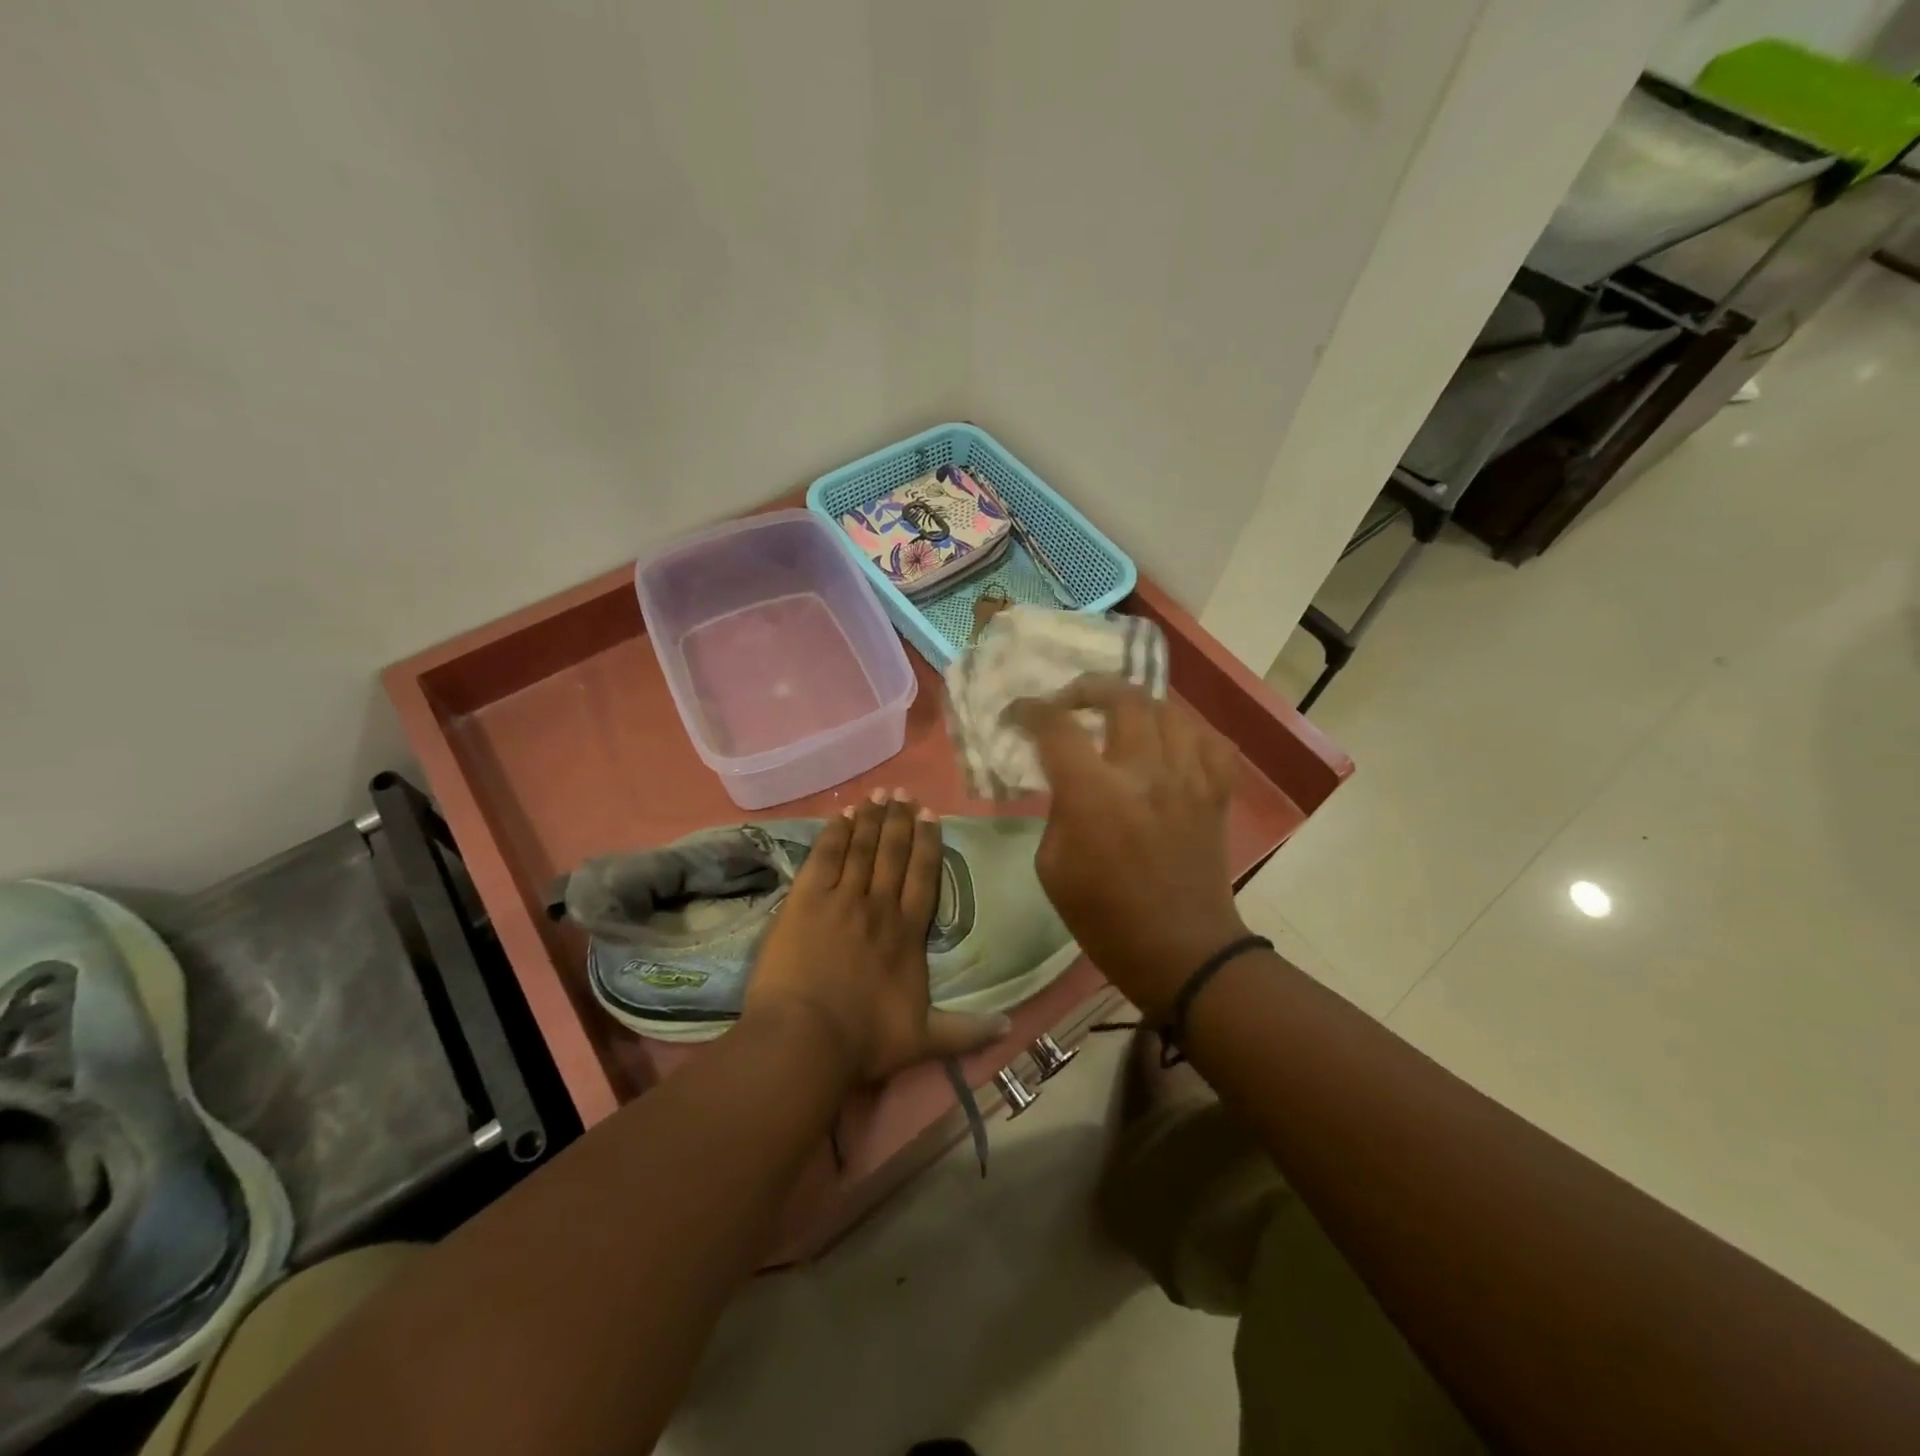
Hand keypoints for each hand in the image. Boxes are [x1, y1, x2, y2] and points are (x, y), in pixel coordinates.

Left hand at [742, 791, 1008, 1083]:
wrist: (806, 1039)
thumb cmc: (864, 1040)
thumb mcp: (924, 1041)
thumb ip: (966, 1032)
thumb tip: (1009, 1027)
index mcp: (908, 933)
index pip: (923, 877)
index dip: (928, 843)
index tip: (931, 815)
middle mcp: (879, 906)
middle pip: (893, 854)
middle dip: (899, 821)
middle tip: (904, 793)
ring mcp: (841, 899)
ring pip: (861, 848)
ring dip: (870, 819)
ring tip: (877, 795)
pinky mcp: (806, 899)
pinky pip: (824, 856)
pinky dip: (834, 833)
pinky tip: (841, 815)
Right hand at [1008, 676, 1247, 1019]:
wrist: (1180, 952)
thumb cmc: (1104, 918)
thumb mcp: (1051, 866)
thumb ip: (1057, 810)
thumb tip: (1067, 780)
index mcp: (1094, 795)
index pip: (1056, 726)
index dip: (1030, 710)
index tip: (1016, 714)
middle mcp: (1145, 773)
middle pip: (1122, 698)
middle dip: (1088, 689)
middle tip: (1070, 703)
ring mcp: (1188, 779)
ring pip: (1168, 710)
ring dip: (1136, 706)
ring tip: (1118, 718)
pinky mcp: (1216, 794)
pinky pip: (1210, 742)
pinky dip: (1187, 734)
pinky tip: (1170, 744)